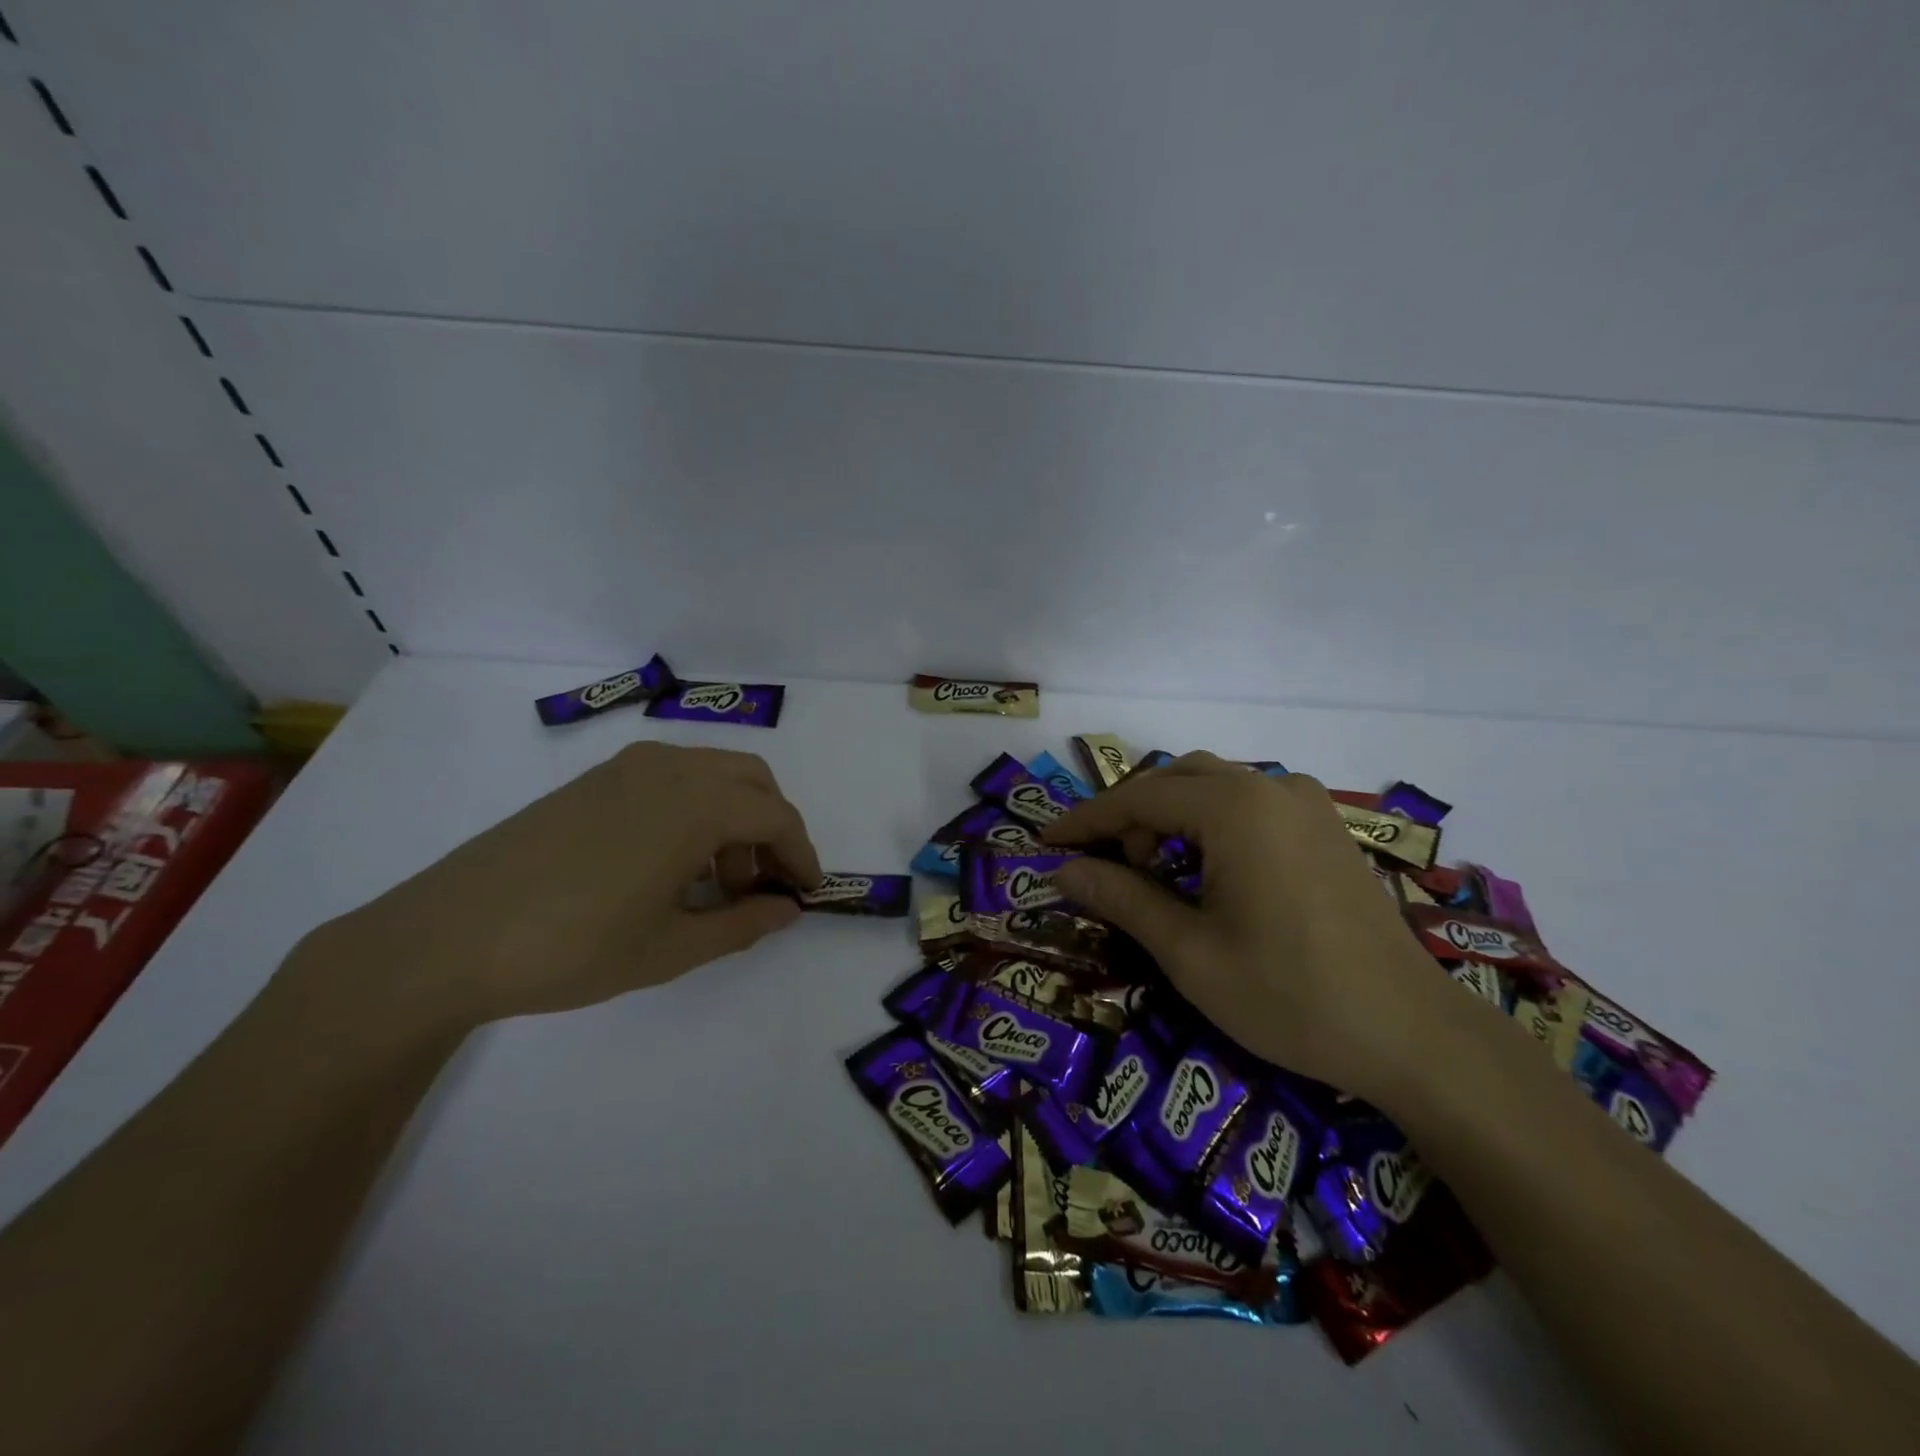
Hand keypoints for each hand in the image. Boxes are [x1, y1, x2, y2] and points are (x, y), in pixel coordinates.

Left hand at [298, 742, 820, 1033]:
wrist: (446, 937)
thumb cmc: (573, 947)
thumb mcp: (671, 948)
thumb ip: (743, 925)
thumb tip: (789, 910)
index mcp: (695, 804)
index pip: (776, 816)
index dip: (801, 854)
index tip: (806, 893)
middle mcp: (669, 769)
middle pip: (751, 780)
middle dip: (771, 828)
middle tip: (762, 885)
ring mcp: (626, 768)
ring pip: (712, 774)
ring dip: (733, 817)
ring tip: (714, 883)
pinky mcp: (594, 779)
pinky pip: (672, 778)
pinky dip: (695, 808)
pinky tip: (669, 864)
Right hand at [1043, 753, 1452, 1099]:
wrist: (1411, 1034)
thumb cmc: (1289, 995)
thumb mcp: (1188, 952)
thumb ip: (1121, 898)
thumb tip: (1064, 870)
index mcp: (1235, 808)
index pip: (1137, 798)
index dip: (1086, 820)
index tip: (1046, 844)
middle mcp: (1270, 786)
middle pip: (1175, 780)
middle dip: (1128, 816)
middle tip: (1103, 867)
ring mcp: (1305, 803)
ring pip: (1213, 786)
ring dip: (1169, 817)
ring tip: (1153, 873)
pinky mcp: (1325, 827)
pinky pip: (1248, 803)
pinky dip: (1210, 823)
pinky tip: (1206, 870)